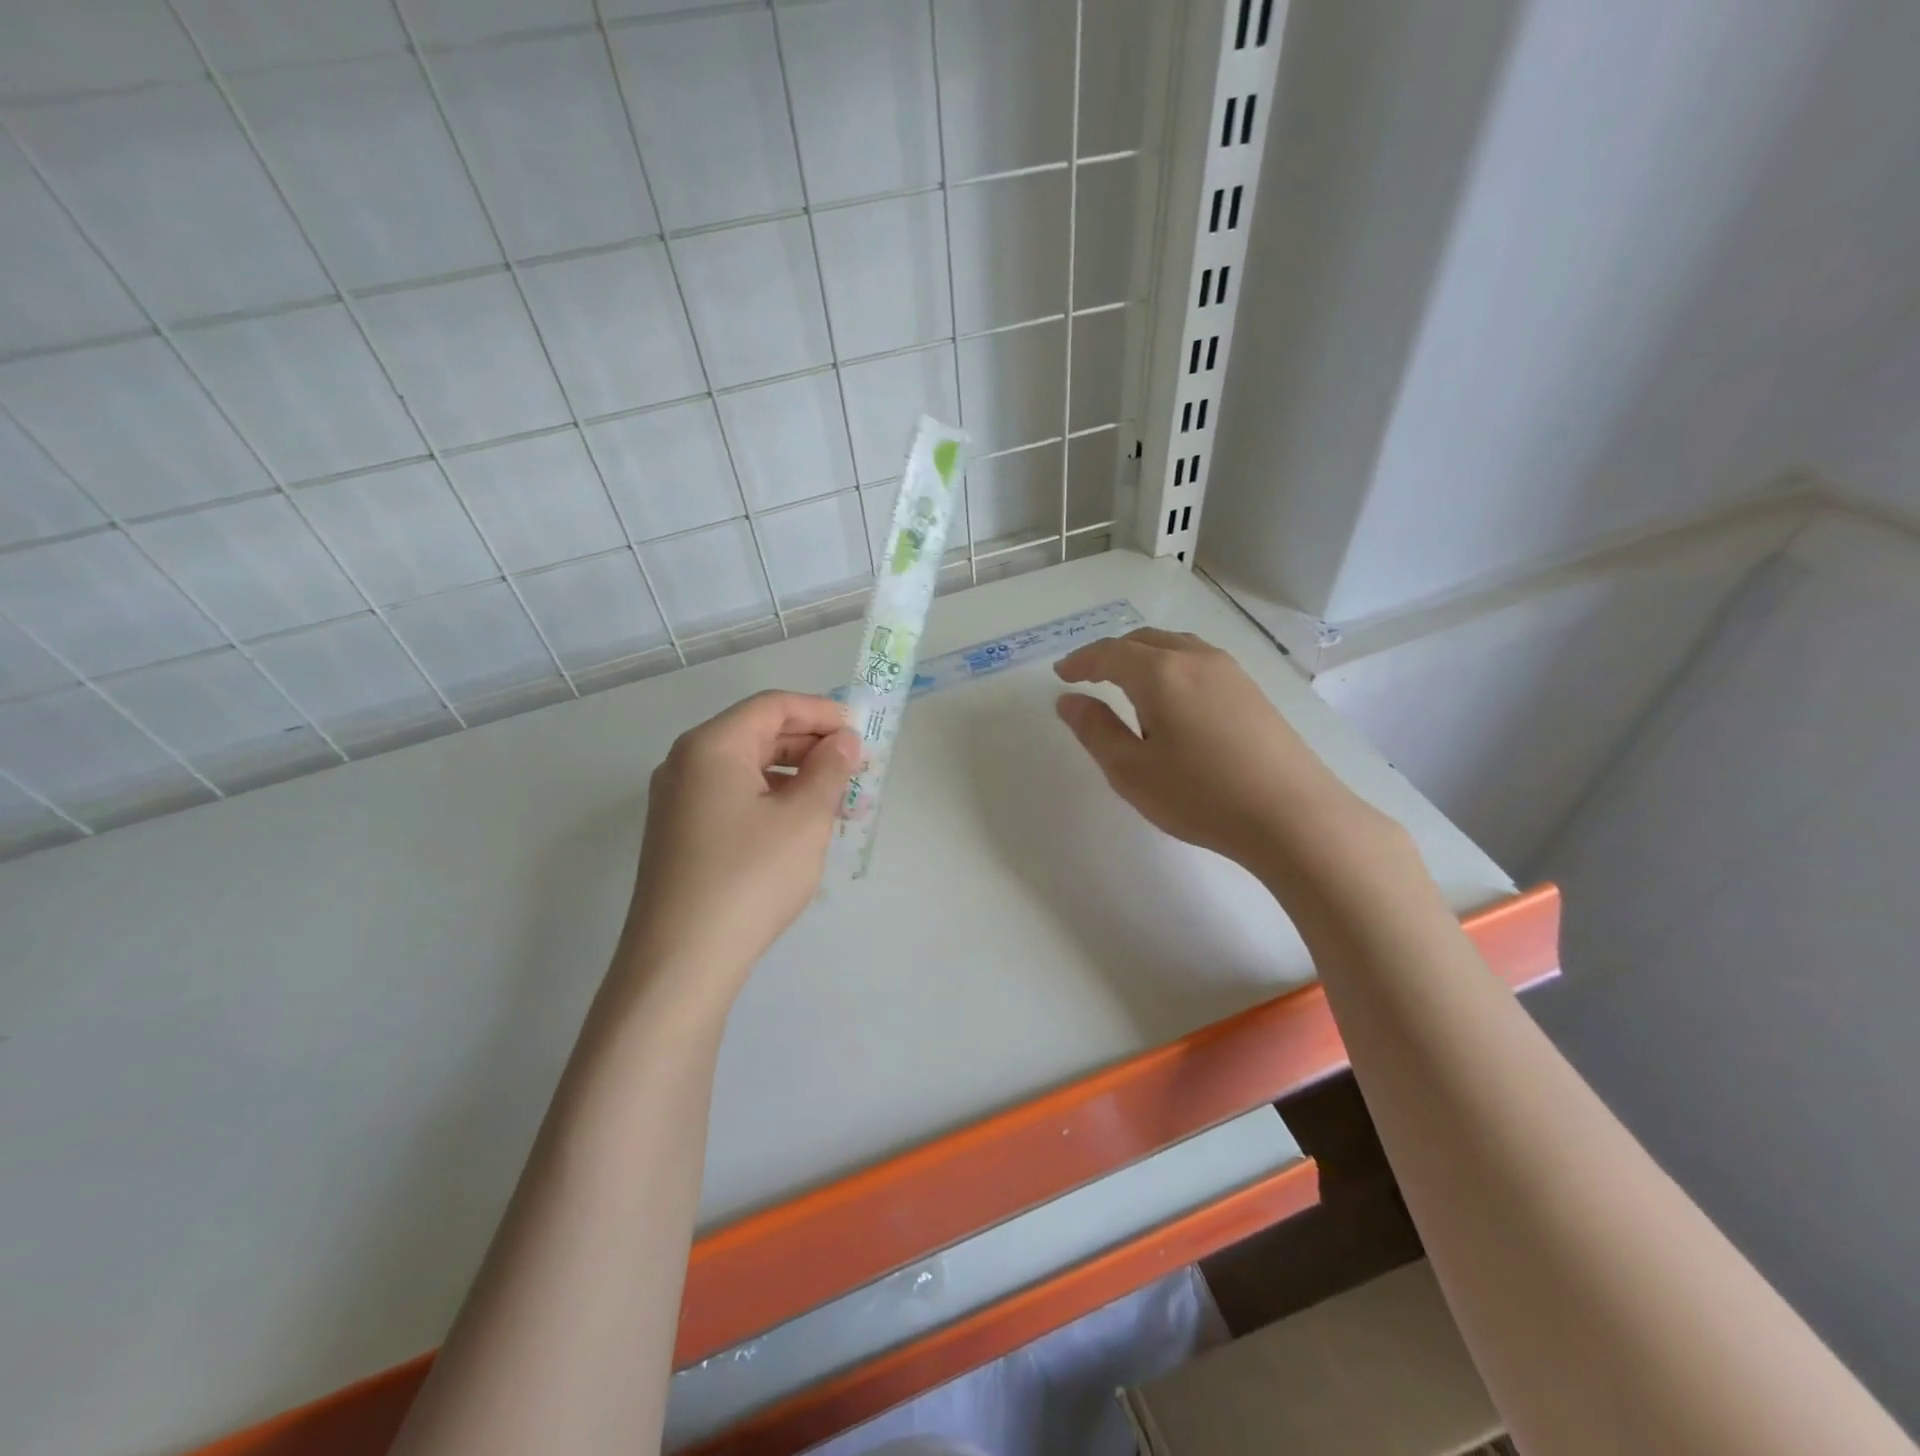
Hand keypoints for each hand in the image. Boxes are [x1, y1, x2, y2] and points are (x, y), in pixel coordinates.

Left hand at [622, 691, 858, 997]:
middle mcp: (686, 764)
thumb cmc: (750, 877)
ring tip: (839, 802)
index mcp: (711, 746)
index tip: (861, 729)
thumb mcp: (804, 818)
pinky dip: (772, 800)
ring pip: (747, 770)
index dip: (821, 711)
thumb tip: (843, 740)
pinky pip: (733, 799)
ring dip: (796, 776)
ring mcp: (678, 802)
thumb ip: (829, 769)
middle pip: (757, 734)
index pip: (773, 706)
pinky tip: (801, 828)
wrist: (681, 961)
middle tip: (856, 767)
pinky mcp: (680, 836)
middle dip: (811, 745)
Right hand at [1054, 628, 1378, 874]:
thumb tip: (1069, 701)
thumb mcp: (1131, 771)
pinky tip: (1173, 699)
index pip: (1109, 653)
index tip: (1061, 674)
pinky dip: (1171, 666)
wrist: (1293, 816)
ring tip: (1128, 684)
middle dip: (1110, 654)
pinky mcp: (1252, 690)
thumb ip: (1095, 730)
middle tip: (1088, 676)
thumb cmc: (1201, 796)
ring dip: (1143, 656)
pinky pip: (1199, 661)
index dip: (1081, 661)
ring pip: (1175, 646)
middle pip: (1143, 640)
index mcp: (1160, 673)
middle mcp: (1195, 658)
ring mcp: (1230, 671)